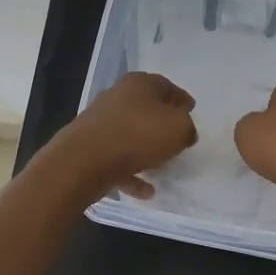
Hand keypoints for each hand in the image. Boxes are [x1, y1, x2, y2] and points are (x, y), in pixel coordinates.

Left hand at [48, 71, 197, 200]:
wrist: (84, 160)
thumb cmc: (138, 134)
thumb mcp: (179, 127)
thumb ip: (187, 127)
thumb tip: (184, 132)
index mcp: (139, 84)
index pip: (166, 86)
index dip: (181, 99)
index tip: (191, 112)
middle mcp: (117, 97)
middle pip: (146, 108)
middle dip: (162, 123)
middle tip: (177, 138)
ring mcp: (100, 122)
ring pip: (130, 134)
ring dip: (145, 150)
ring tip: (162, 167)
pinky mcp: (89, 147)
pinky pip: (117, 159)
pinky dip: (131, 173)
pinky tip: (145, 191)